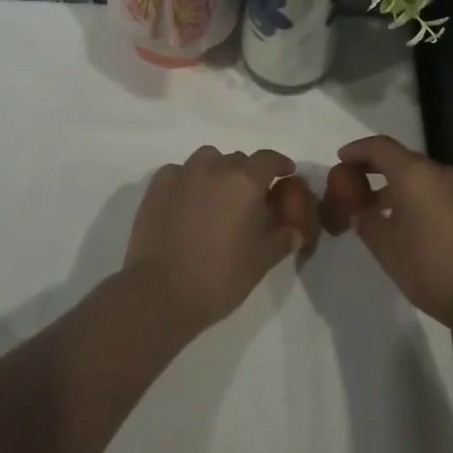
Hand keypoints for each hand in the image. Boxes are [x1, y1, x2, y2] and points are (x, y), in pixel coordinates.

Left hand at [123, 147, 303, 334]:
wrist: (160, 293)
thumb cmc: (219, 277)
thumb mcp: (261, 261)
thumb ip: (282, 239)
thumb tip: (294, 230)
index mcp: (245, 181)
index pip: (268, 159)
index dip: (280, 164)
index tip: (286, 173)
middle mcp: (215, 167)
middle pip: (238, 160)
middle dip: (247, 175)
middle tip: (249, 201)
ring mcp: (183, 173)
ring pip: (208, 160)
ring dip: (217, 172)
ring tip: (216, 198)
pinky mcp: (157, 185)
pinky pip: (180, 172)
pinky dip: (189, 182)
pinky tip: (187, 204)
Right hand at [340, 135, 452, 330]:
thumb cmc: (430, 267)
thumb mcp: (386, 247)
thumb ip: (366, 222)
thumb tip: (361, 212)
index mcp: (415, 174)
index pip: (379, 147)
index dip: (357, 150)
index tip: (340, 159)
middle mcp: (438, 172)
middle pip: (400, 158)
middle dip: (374, 167)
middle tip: (352, 184)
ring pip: (418, 176)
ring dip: (393, 185)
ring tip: (373, 209)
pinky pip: (433, 190)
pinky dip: (412, 196)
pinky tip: (402, 222)